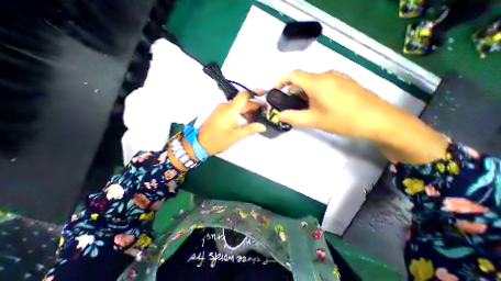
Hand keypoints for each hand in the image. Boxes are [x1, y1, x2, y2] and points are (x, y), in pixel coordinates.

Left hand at [197, 90, 267, 154]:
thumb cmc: (218, 140)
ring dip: (248, 110)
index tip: (265, 94)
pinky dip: (241, 112)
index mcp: (230, 110)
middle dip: (254, 106)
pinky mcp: (219, 113)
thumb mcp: (236, 136)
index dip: (255, 92)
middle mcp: (226, 106)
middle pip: (243, 102)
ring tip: (257, 118)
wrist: (199, 143)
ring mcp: (221, 109)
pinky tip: (246, 120)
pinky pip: (233, 109)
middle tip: (264, 113)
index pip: (244, 95)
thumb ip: (250, 129)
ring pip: (238, 106)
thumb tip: (263, 126)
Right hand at [276, 69, 447, 164]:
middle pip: (303, 78)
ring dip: (304, 92)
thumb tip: (279, 116)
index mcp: (317, 82)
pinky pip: (324, 83)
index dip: (281, 80)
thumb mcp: (314, 120)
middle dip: (293, 90)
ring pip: (314, 81)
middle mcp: (327, 74)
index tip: (275, 90)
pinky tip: (320, 104)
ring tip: (305, 107)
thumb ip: (294, 117)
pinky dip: (315, 91)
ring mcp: (338, 77)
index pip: (293, 74)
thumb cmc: (343, 120)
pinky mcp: (346, 81)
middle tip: (290, 105)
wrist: (379, 120)